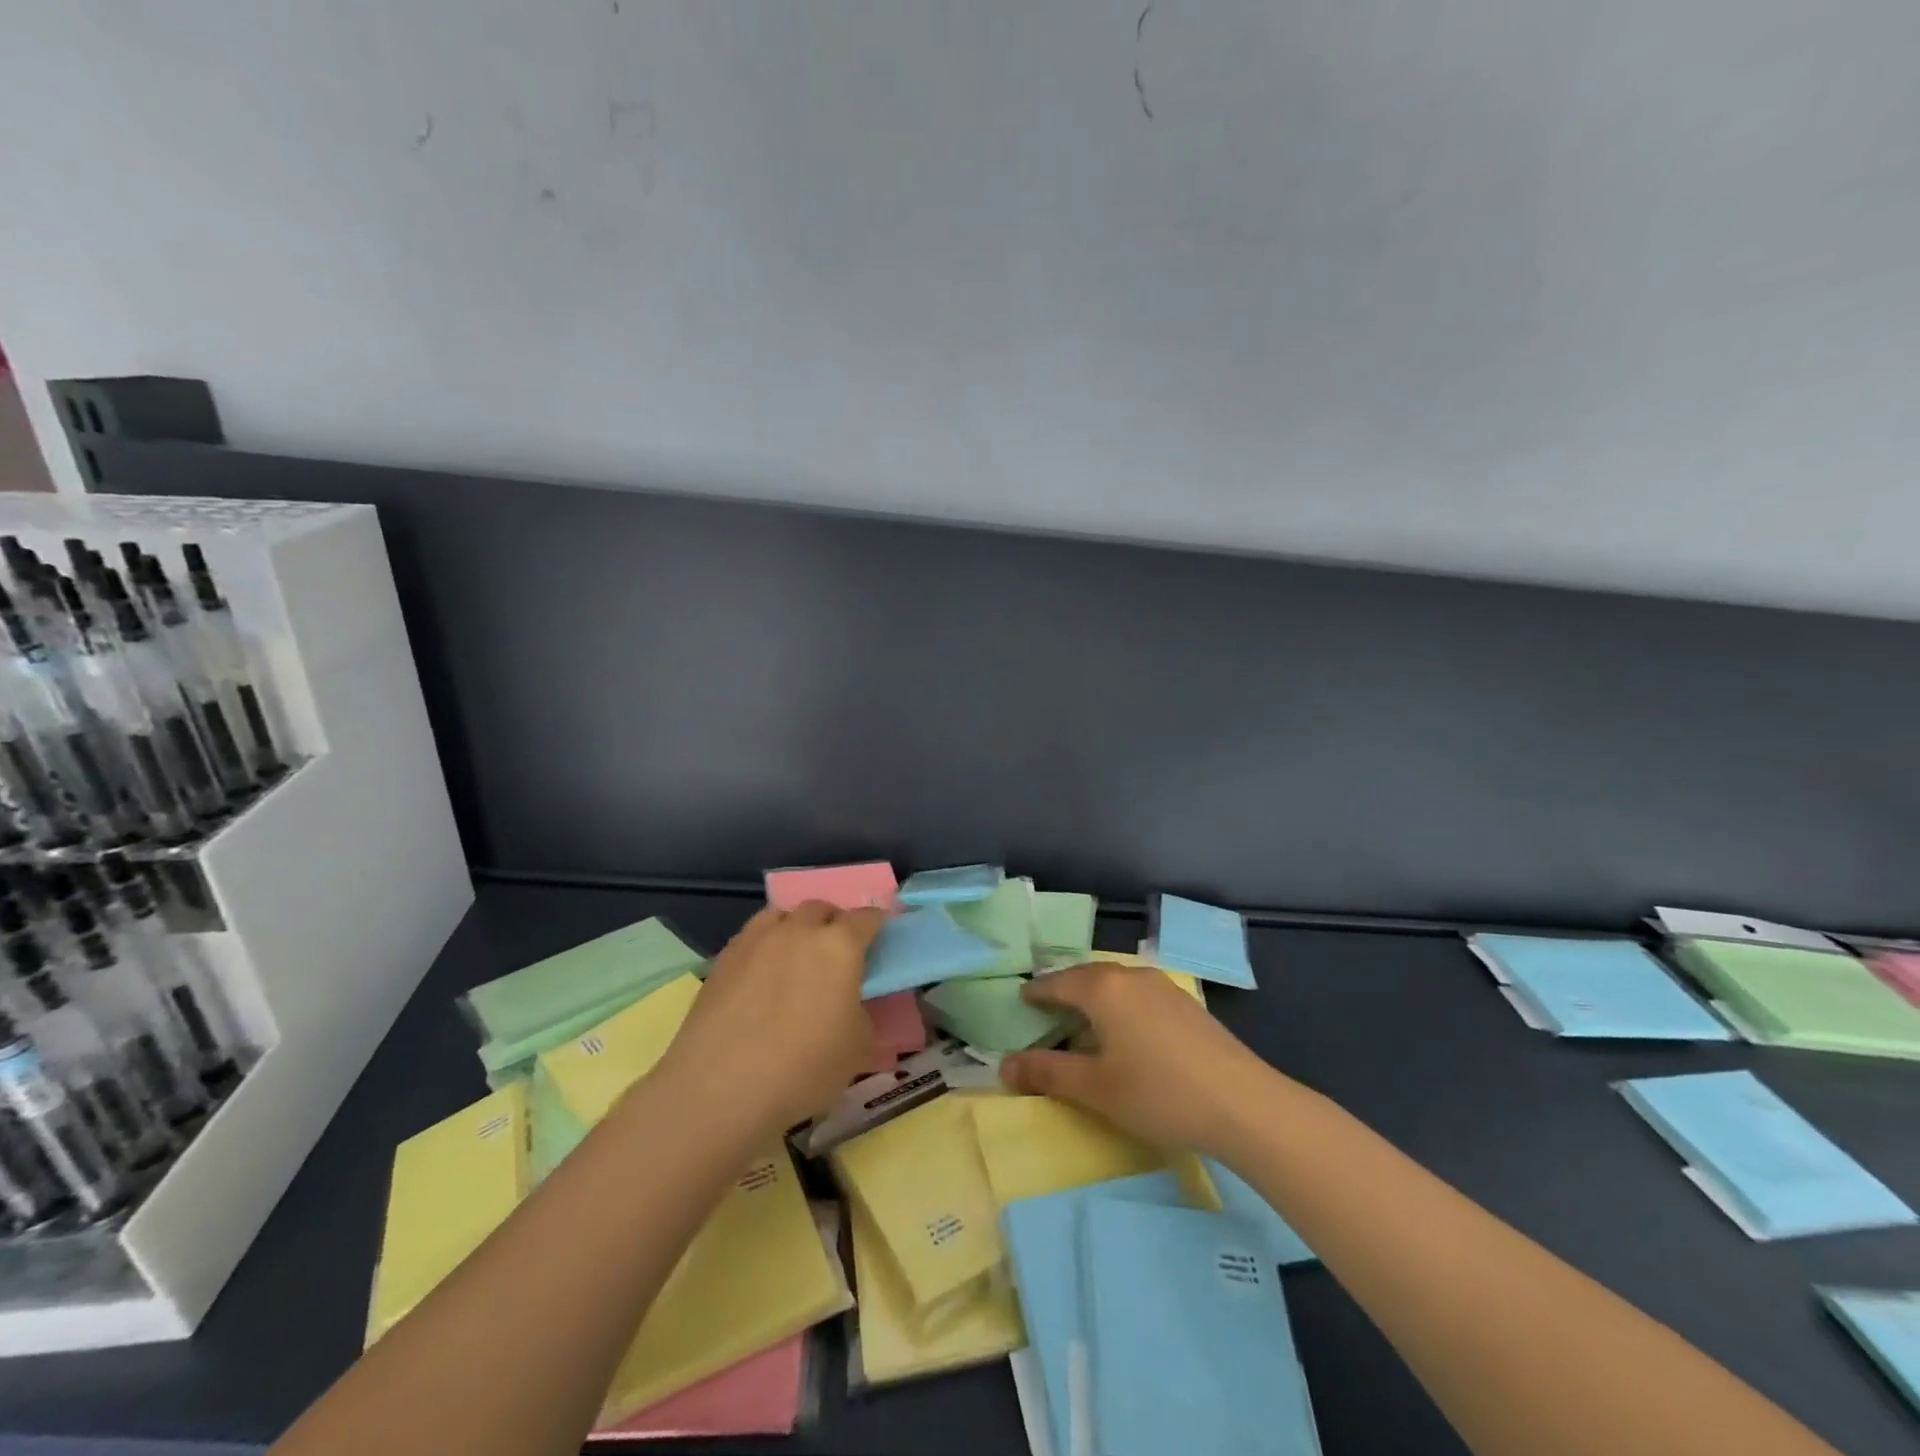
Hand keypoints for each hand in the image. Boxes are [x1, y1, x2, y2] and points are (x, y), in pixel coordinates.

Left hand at [653, 902, 883, 1136]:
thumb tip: (854, 1006)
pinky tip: (761, 975)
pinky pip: (752, 937)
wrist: (721, 1087)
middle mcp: (799, 930)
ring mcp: (757, 939)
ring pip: (783, 915)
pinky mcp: (724, 958)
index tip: (880, 938)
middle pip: (822, 908)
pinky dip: (764, 946)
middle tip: (837, 952)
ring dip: (796, 927)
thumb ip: (864, 1015)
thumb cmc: (804, 1067)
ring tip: (796, 957)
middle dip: (833, 922)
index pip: (867, 918)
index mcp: (840, 945)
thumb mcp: (858, 1049)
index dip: (877, 925)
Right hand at [999, 962, 1275, 1154]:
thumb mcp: (1095, 1088)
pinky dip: (1120, 1004)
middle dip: (1065, 989)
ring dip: (1095, 996)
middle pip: (1087, 976)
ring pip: (1116, 982)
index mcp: (1102, 989)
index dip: (1037, 992)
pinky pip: (1139, 993)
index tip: (1022, 998)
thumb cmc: (1158, 1093)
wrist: (1242, 1103)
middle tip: (1047, 1007)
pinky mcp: (1187, 1004)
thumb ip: (1047, 1073)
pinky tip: (1127, 1029)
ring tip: (1084, 1018)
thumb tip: (1003, 1066)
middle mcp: (1130, 976)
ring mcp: (1163, 986)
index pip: (1057, 982)